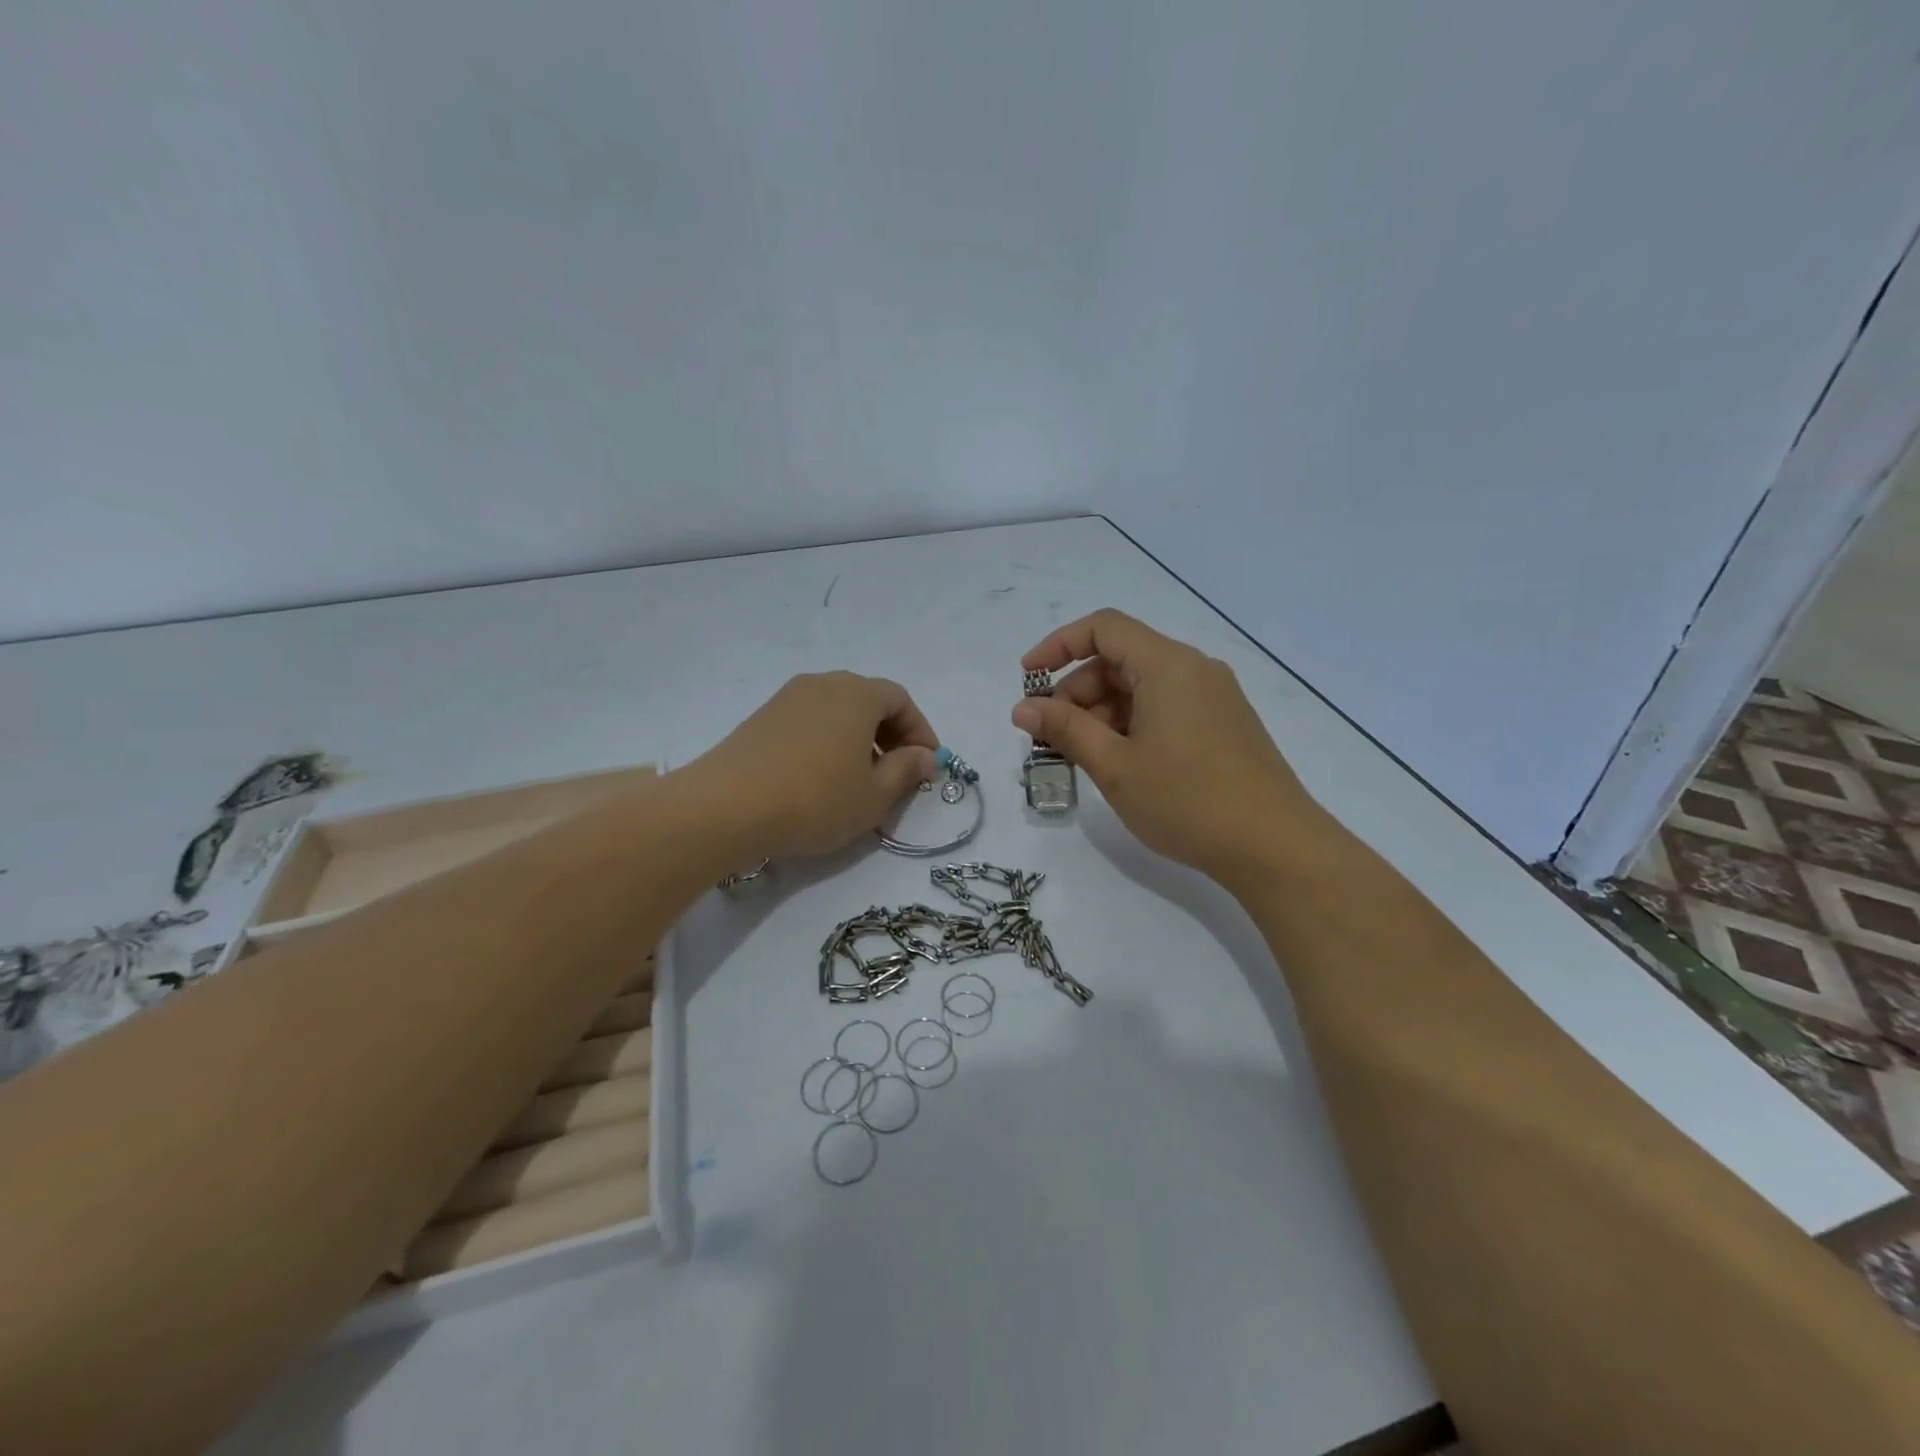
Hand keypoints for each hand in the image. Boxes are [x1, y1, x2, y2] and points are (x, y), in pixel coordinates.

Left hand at [691, 672, 939, 859]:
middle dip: (890, 735)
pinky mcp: (762, 718)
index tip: (927, 766)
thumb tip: (924, 756)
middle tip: (898, 773)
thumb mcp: (874, 795)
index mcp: (857, 694)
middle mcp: (823, 684)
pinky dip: (828, 742)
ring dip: (858, 739)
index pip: (901, 701)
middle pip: (869, 701)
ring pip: (838, 712)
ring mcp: (787, 698)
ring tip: (860, 780)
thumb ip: (906, 771)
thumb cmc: (815, 799)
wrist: (725, 807)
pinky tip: (822, 779)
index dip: (920, 732)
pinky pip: (810, 722)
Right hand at [1013, 609, 1328, 888]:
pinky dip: (1131, 725)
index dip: (1058, 646)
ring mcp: (1214, 697)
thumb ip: (1065, 729)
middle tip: (1049, 738)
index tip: (1027, 680)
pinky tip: (1119, 764)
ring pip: (1142, 688)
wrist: (1275, 846)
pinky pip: (1165, 708)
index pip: (1103, 628)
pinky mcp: (1224, 725)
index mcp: (1168, 665)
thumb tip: (1022, 707)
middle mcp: (1194, 669)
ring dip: (1101, 714)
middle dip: (1076, 692)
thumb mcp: (1115, 766)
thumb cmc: (1188, 800)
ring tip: (1079, 758)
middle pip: (1120, 660)